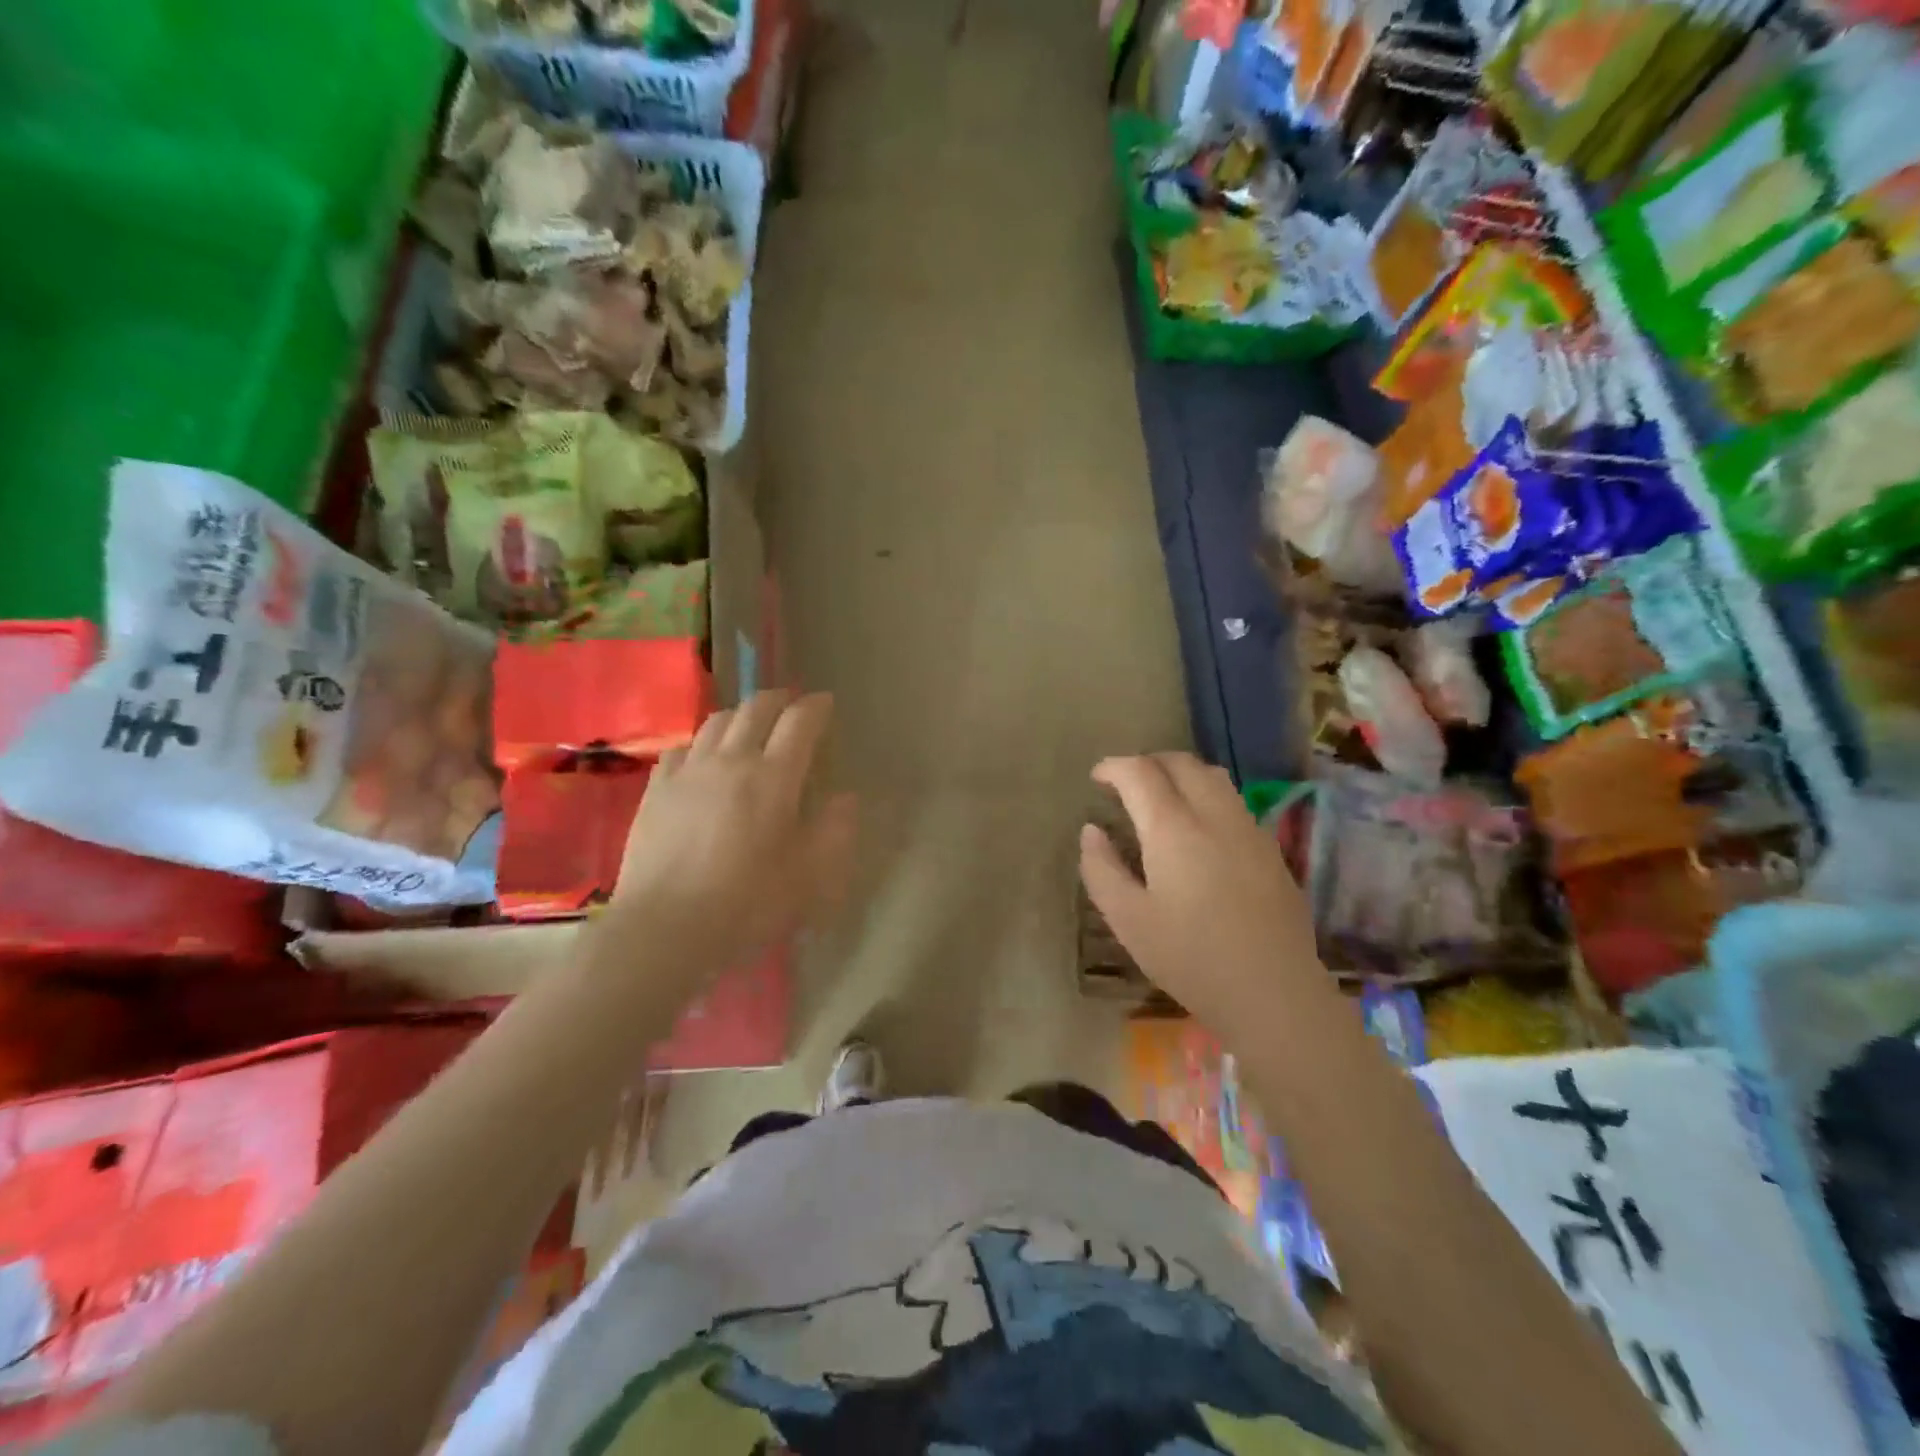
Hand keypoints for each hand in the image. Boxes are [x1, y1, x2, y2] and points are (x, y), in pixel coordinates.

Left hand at [589, 691, 856, 994]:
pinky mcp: (656, 789)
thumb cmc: (747, 902)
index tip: (825, 703)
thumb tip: (846, 799)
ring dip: (740, 714)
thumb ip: (834, 831)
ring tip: (749, 724)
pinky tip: (701, 758)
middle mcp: (731, 760)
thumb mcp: (809, 875)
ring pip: (716, 722)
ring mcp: (688, 771)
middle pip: (755, 710)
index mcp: (773, 777)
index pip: (799, 723)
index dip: (815, 707)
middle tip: (790, 703)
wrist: (666, 926)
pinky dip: (700, 743)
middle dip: (778, 699)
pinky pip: (681, 748)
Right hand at [1079, 753, 1320, 1025]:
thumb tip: (1091, 831)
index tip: (1097, 777)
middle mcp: (1214, 815)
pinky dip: (1206, 795)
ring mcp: (1248, 829)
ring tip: (1161, 797)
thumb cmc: (1191, 958)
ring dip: (1181, 774)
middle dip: (1148, 763)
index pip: (1140, 773)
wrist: (1273, 992)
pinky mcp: (1270, 848)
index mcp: (1173, 828)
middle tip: (1126, 783)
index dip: (1114, 767)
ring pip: (1213, 777)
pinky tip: (1199, 829)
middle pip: (1181, 763)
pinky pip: (1233, 801)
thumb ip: (1102, 869)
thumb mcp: (1128, 920)